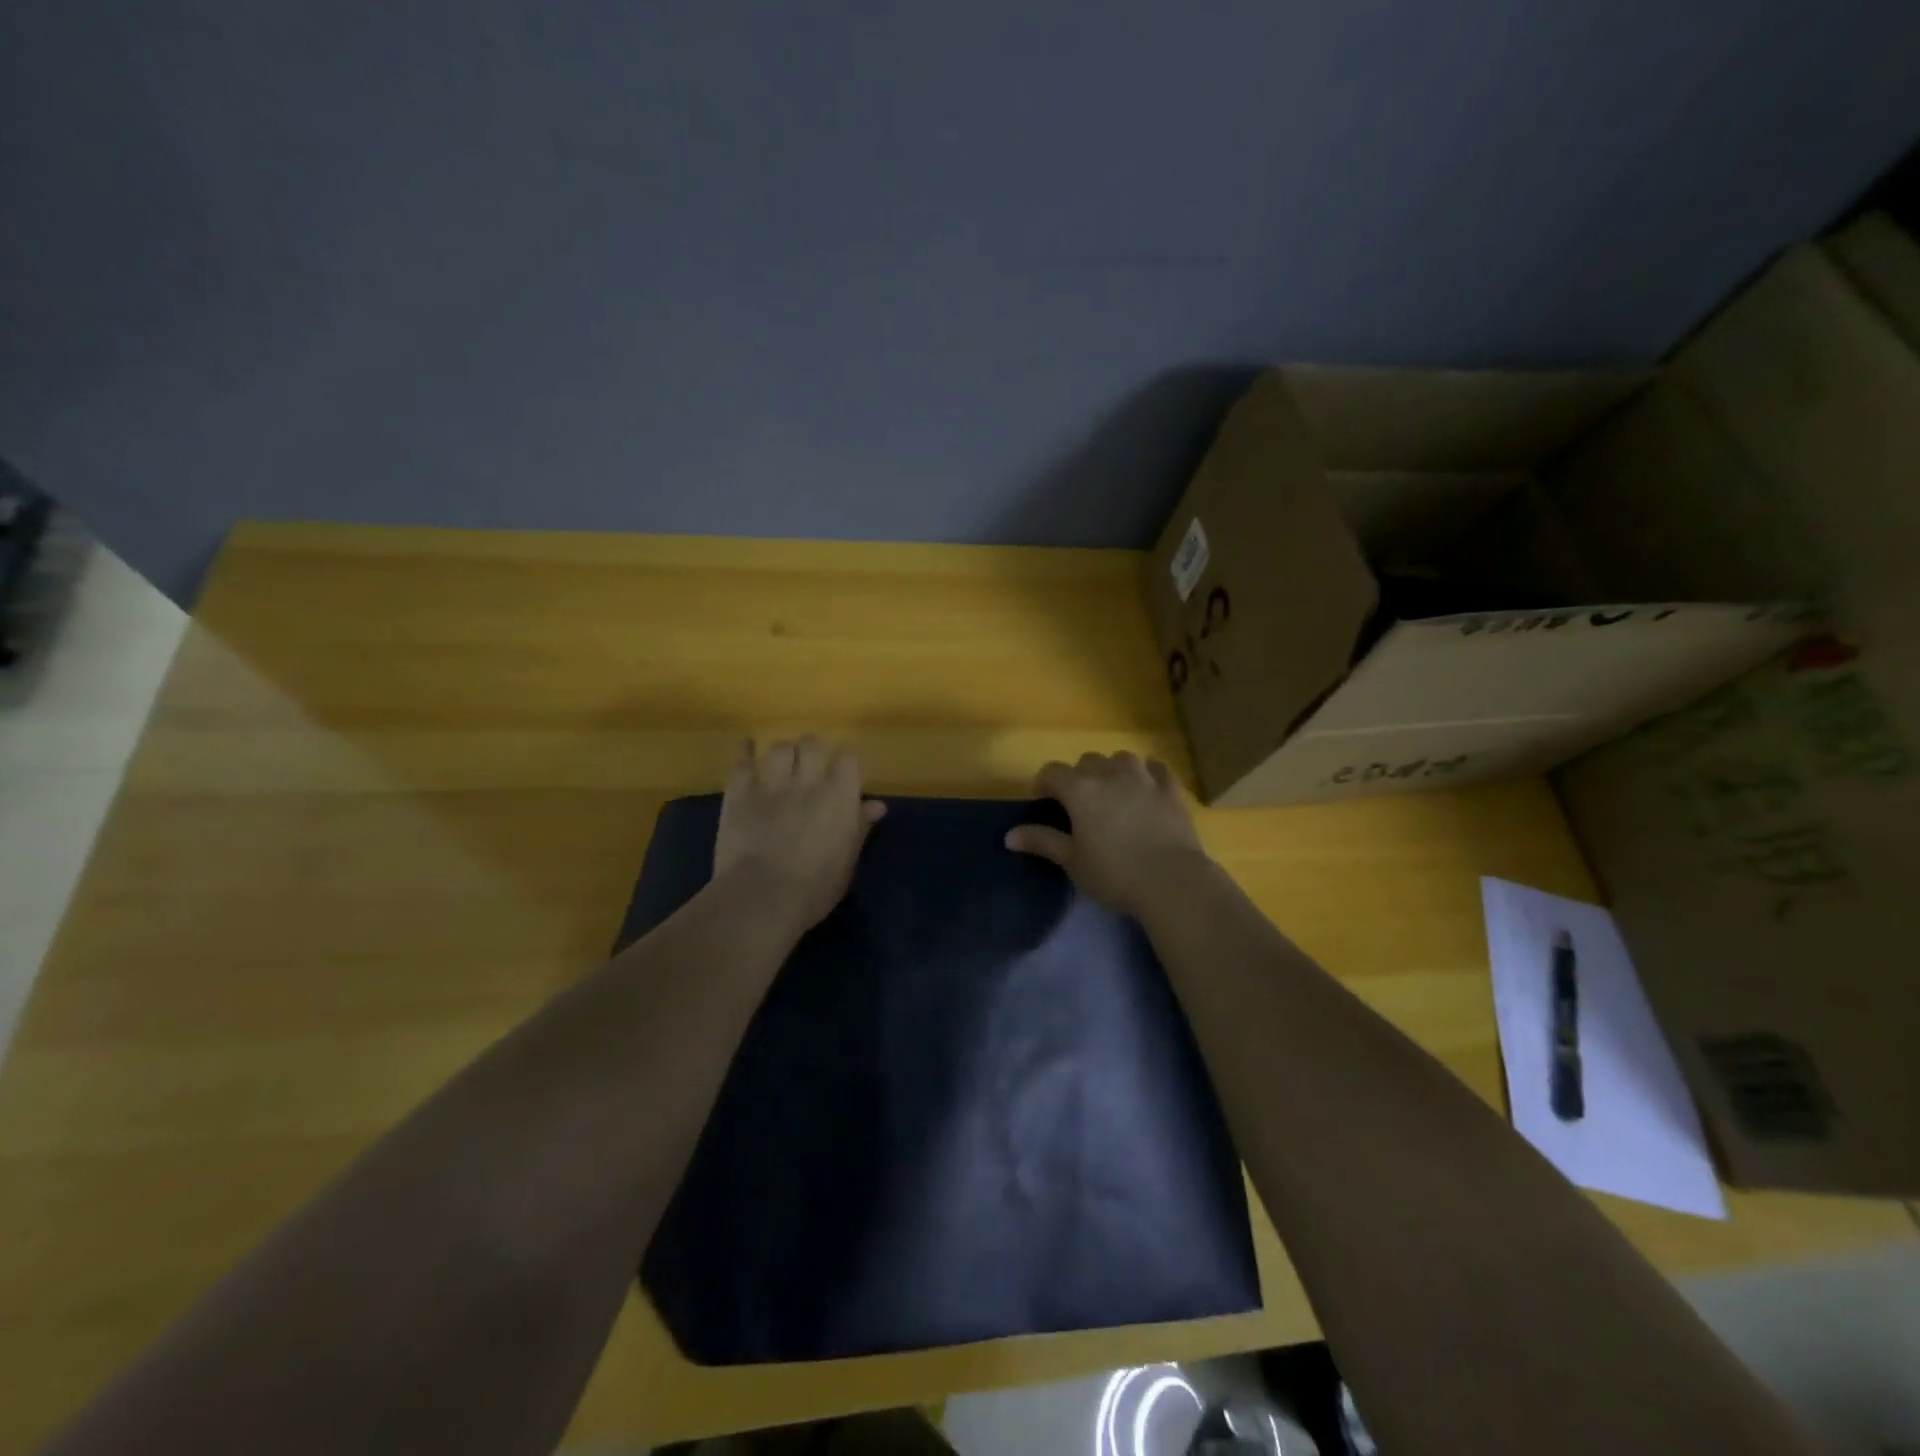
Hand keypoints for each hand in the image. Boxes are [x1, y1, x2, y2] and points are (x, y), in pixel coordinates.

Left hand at [713, 736, 885, 929]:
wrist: (762, 897)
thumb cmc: (814, 889)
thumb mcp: (847, 862)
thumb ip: (860, 828)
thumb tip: (877, 806)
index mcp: (840, 798)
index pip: (848, 758)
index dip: (845, 762)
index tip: (843, 774)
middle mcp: (808, 782)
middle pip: (813, 744)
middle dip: (813, 751)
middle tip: (811, 767)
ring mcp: (771, 785)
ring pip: (779, 748)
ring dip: (783, 754)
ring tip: (781, 765)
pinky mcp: (739, 794)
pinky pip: (742, 761)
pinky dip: (745, 751)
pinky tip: (748, 746)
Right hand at [1004, 752, 1209, 917]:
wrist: (1172, 881)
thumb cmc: (1114, 874)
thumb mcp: (1072, 862)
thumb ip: (1042, 841)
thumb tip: (1009, 835)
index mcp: (1080, 789)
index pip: (1052, 771)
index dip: (1044, 784)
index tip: (1043, 802)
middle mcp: (1110, 774)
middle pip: (1086, 761)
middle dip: (1078, 776)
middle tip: (1079, 803)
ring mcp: (1144, 777)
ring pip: (1121, 758)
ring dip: (1112, 769)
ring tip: (1112, 791)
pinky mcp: (1171, 788)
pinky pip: (1156, 767)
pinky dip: (1147, 772)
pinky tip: (1146, 786)